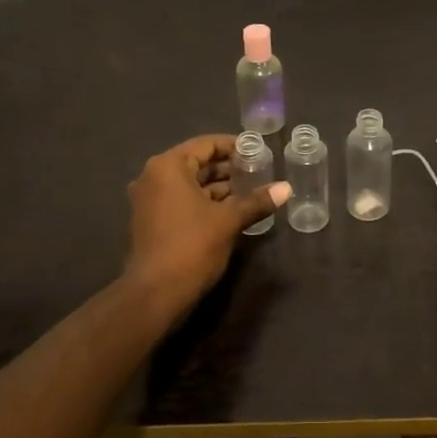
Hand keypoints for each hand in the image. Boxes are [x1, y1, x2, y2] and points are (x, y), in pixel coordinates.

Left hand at [123, 135, 289, 310]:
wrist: (156, 293)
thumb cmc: (192, 246)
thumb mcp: (229, 221)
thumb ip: (257, 201)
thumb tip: (286, 188)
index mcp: (168, 167)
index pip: (205, 145)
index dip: (234, 146)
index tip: (258, 152)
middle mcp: (153, 177)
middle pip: (196, 164)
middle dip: (228, 168)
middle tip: (259, 172)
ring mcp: (149, 200)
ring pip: (190, 185)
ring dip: (218, 187)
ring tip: (251, 191)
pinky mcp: (151, 221)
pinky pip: (182, 201)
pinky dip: (204, 202)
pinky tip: (231, 211)